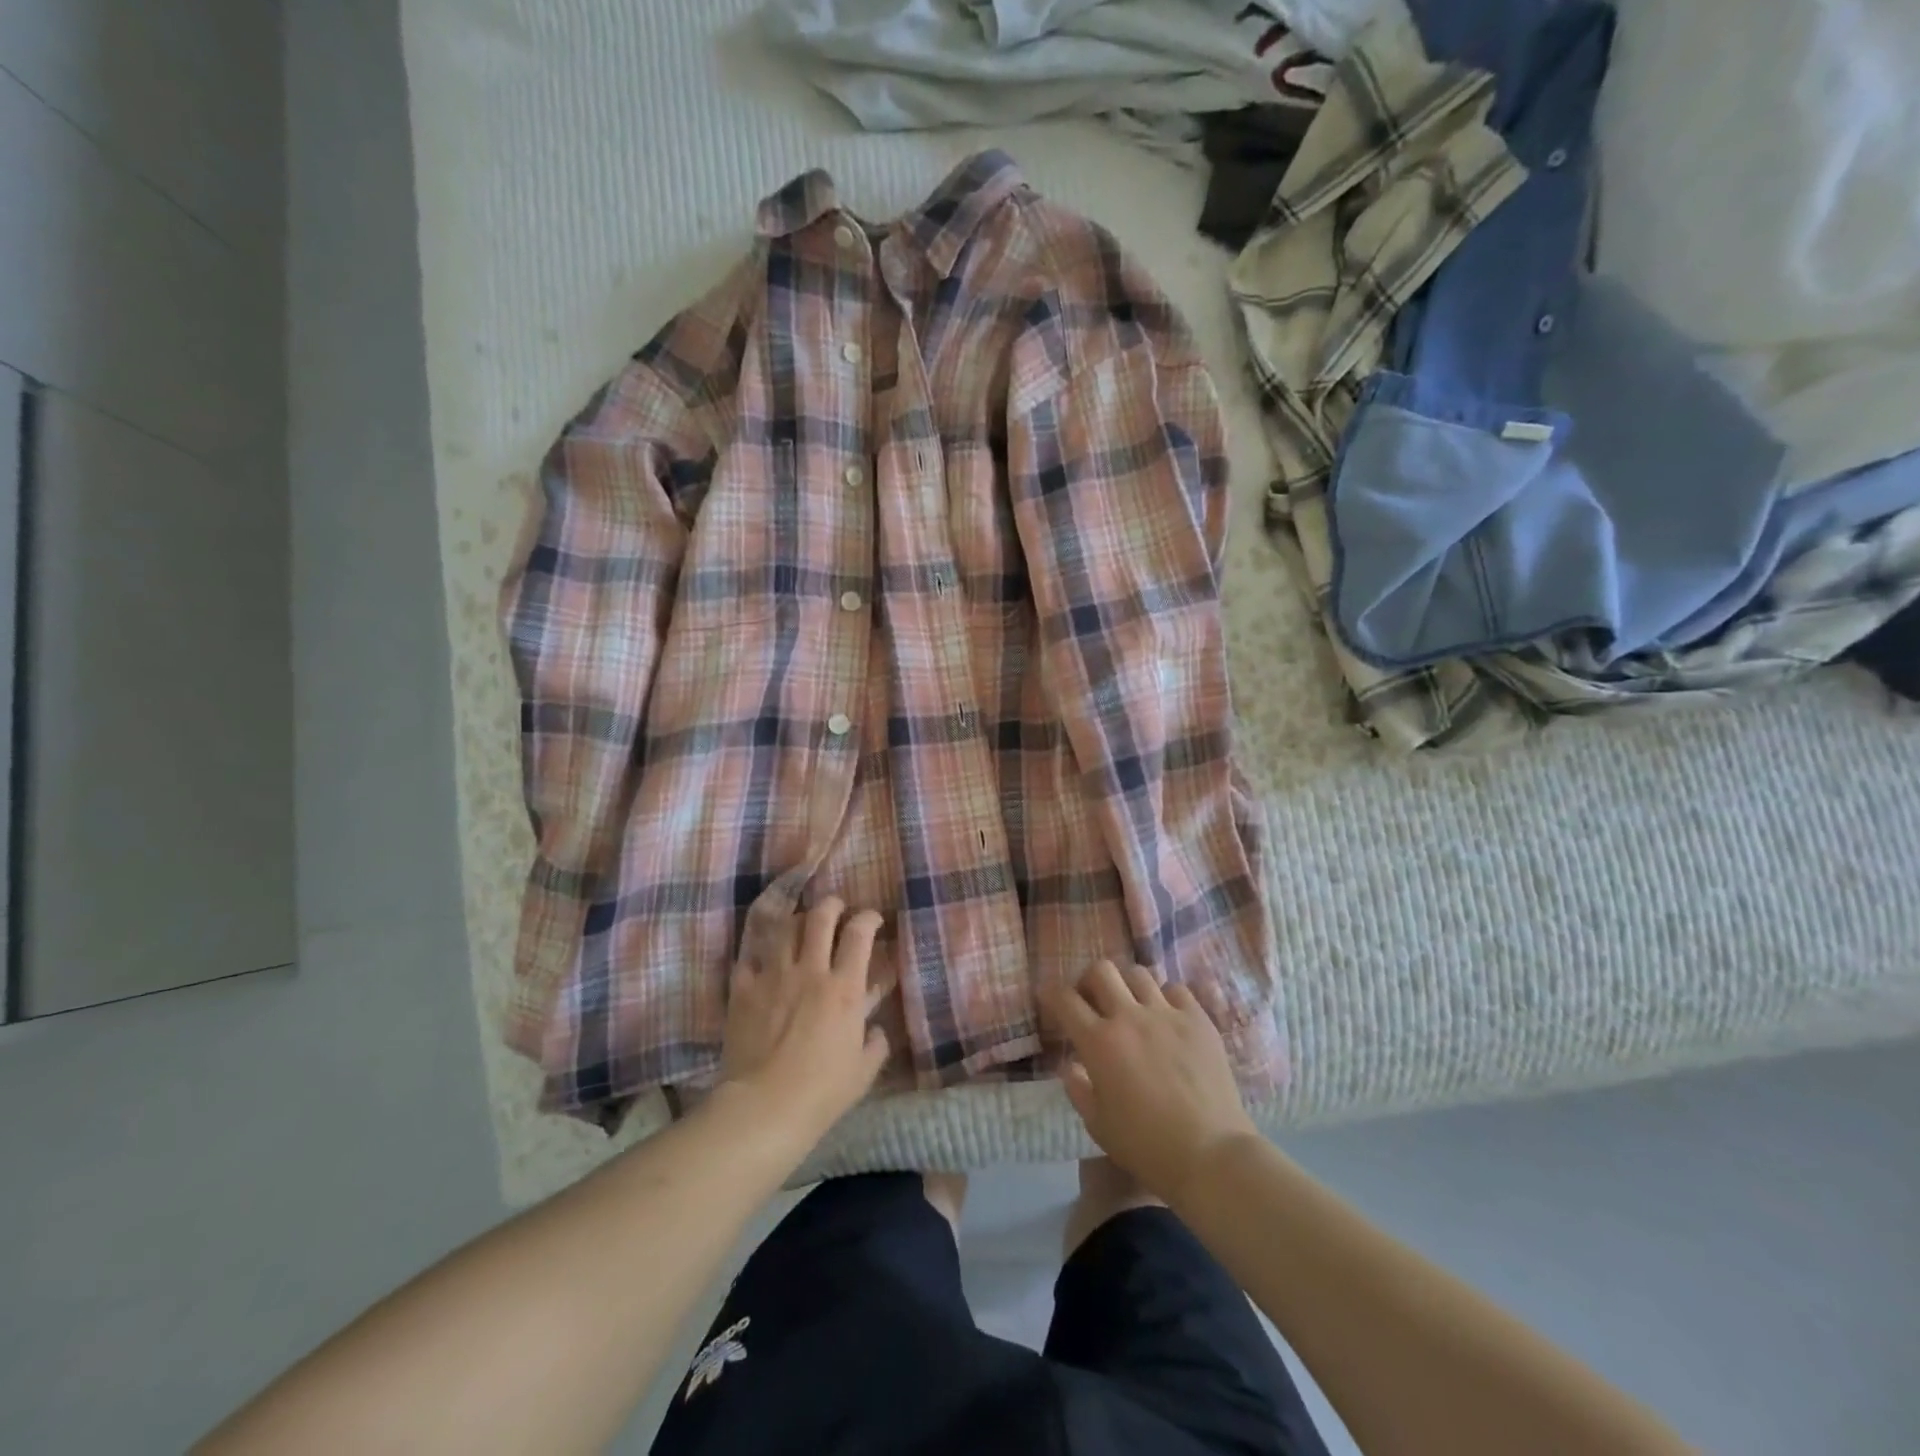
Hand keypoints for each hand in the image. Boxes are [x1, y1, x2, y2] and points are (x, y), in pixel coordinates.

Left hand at [718, 897, 891, 1146]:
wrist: (763, 1107)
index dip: (868, 918)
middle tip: (835, 908)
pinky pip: (750, 957)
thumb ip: (876, 1044)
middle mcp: (810, 971)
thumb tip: (876, 1030)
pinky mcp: (743, 989)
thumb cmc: (821, 1092)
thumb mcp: (864, 1071)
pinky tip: (764, 959)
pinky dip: (760, 953)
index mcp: (845, 988)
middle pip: (820, 917)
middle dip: (831, 905)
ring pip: (785, 928)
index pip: (859, 933)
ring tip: (801, 926)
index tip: (872, 920)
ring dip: (797, 921)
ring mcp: (773, 976)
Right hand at [1043, 960, 1258, 1203]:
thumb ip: (1078, 1089)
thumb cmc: (1147, 1146)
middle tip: (1092, 1000)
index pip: (1065, 999)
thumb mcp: (1098, 1125)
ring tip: (1132, 1006)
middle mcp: (1129, 1017)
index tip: (1049, 997)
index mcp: (1098, 1043)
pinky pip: (1176, 989)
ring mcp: (1166, 1014)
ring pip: (1138, 973)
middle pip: (1101, 970)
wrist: (1210, 1154)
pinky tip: (1167, 1017)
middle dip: (1089, 980)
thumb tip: (1070, 1065)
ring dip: (1127, 986)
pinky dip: (1165, 997)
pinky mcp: (1198, 1019)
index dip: (1051, 992)